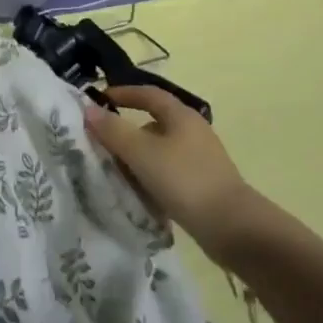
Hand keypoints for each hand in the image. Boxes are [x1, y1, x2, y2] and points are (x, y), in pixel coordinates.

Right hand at [83, 85, 259, 264]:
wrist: (233, 228)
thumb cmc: (185, 180)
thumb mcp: (142, 154)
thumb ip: (114, 131)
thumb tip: (88, 109)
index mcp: (181, 115)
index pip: (148, 93)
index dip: (123, 93)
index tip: (99, 101)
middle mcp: (193, 130)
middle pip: (154, 122)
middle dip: (127, 131)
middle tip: (103, 144)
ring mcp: (201, 158)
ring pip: (161, 150)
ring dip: (139, 157)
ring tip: (116, 173)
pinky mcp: (204, 184)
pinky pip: (170, 172)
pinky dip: (152, 177)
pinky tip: (141, 195)